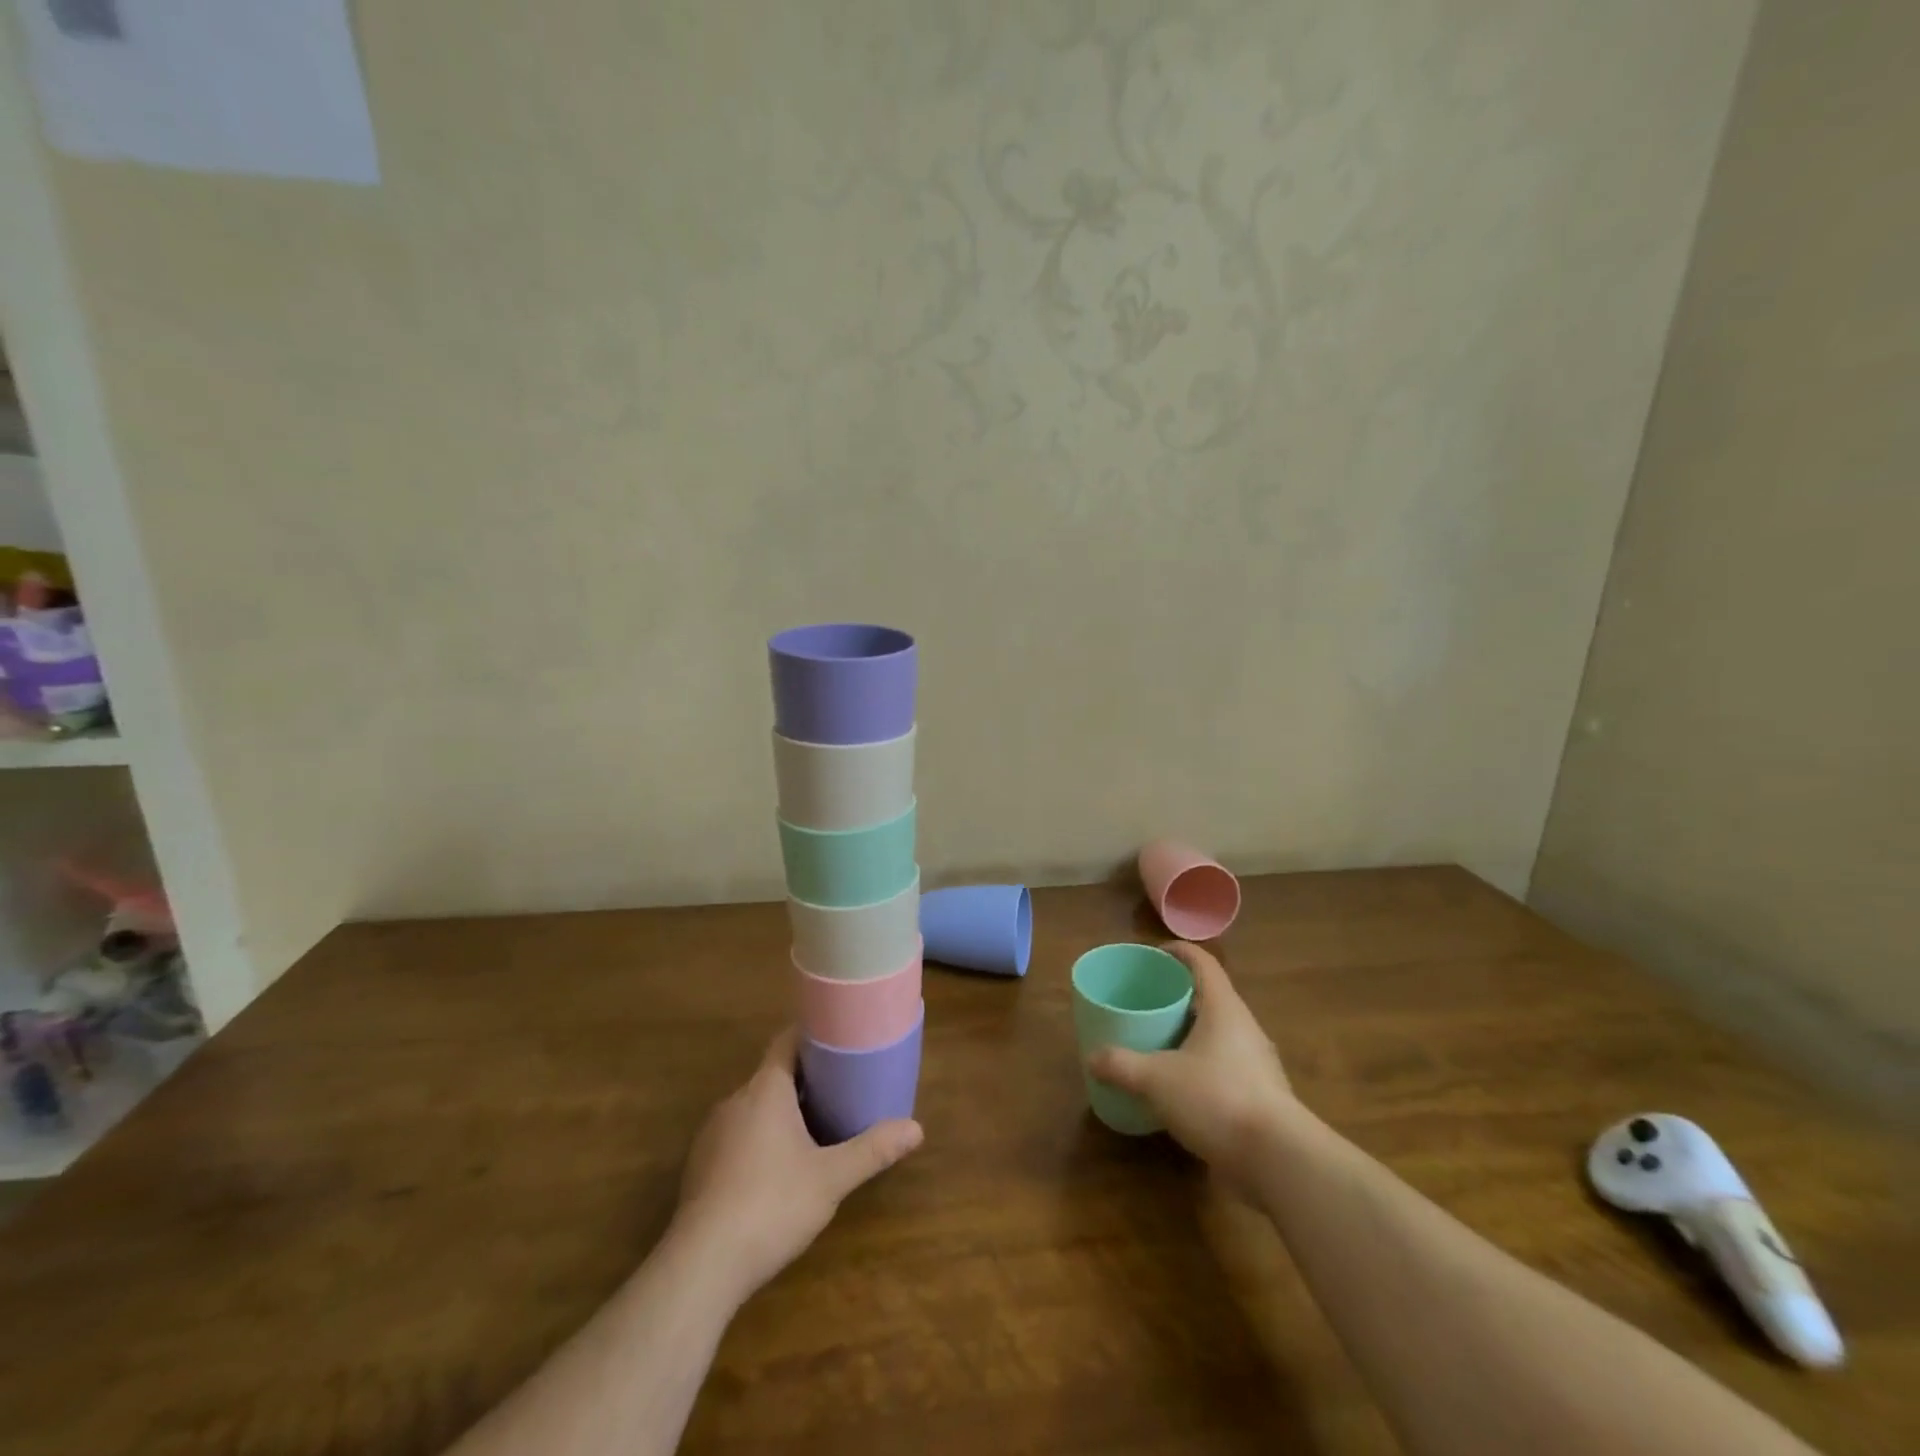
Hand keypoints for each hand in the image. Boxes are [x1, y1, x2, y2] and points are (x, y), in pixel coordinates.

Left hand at [673, 1027, 922, 1299]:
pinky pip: (736, 1136)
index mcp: (765, 1089)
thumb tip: (916, 1129)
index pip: (786, 1042)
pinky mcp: (699, 1167)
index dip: (812, 1037)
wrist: (701, 1266)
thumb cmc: (772, 1205)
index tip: (838, 1040)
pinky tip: (775, 1170)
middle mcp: (735, 1101)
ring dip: (780, 1112)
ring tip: (813, 1128)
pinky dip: (758, 1140)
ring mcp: (712, 1134)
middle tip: (839, 1089)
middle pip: (772, 1075)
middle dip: (804, 1080)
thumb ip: (872, 1150)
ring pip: (753, 1108)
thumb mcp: (831, 1178)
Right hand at [1086, 942, 1295, 1185]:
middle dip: (1180, 996)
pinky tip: (1180, 1087)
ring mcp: (1257, 1063)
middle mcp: (1244, 1028)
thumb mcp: (1157, 1080)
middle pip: (1211, 998)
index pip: (1203, 963)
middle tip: (1148, 1001)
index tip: (1155, 954)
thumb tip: (1092, 1058)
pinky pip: (1225, 1067)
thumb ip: (1122, 1065)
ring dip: (1191, 1033)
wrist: (1278, 1160)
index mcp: (1224, 1008)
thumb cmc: (1216, 1098)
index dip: (1179, 952)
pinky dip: (1202, 1067)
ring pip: (1219, 1035)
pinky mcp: (1260, 1096)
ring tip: (1159, 1042)